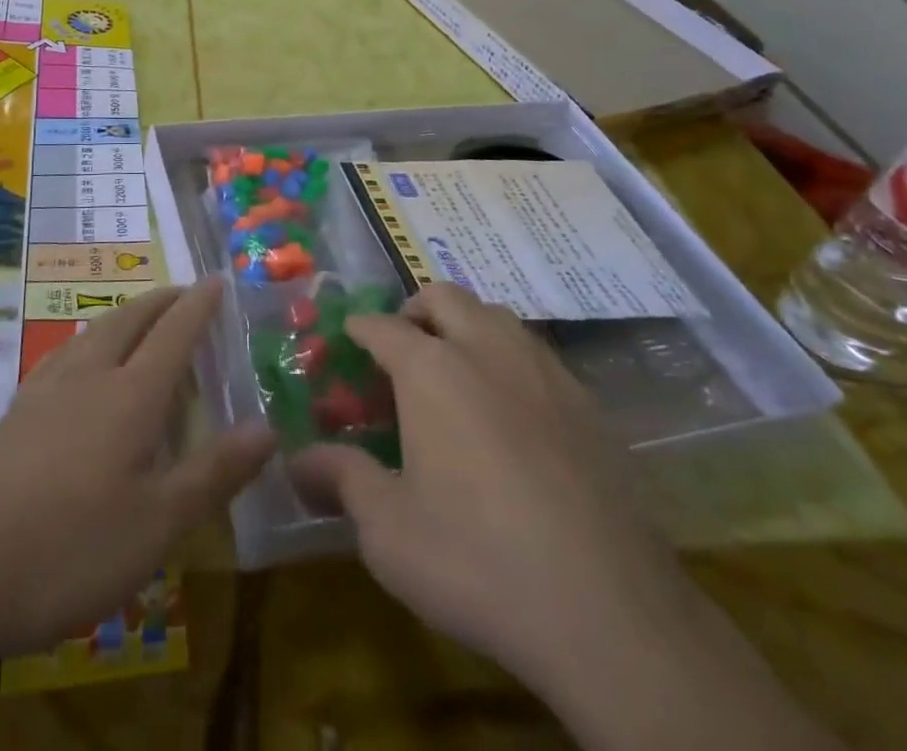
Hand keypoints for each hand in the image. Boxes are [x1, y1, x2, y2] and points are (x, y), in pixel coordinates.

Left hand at [0, 279, 275, 664]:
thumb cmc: (64, 549)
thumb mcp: (155, 526)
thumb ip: (213, 473)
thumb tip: (268, 428)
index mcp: (130, 396)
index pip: (174, 333)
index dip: (199, 305)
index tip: (217, 279)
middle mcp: (87, 379)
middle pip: (129, 321)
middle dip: (161, 301)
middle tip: (183, 292)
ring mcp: (41, 395)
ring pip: (91, 335)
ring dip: (122, 317)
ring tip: (137, 320)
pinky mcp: (9, 419)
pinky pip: (60, 360)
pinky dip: (86, 347)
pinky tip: (74, 369)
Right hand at [292, 284, 692, 702]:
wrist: (608, 610)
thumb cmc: (477, 560)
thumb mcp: (388, 530)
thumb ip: (341, 479)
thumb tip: (298, 460)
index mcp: (432, 369)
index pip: (383, 326)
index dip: (359, 328)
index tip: (348, 339)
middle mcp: (486, 350)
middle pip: (444, 297)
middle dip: (415, 310)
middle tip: (402, 349)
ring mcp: (544, 371)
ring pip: (496, 316)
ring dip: (466, 326)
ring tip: (455, 373)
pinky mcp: (588, 404)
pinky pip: (536, 354)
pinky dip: (509, 360)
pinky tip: (511, 413)